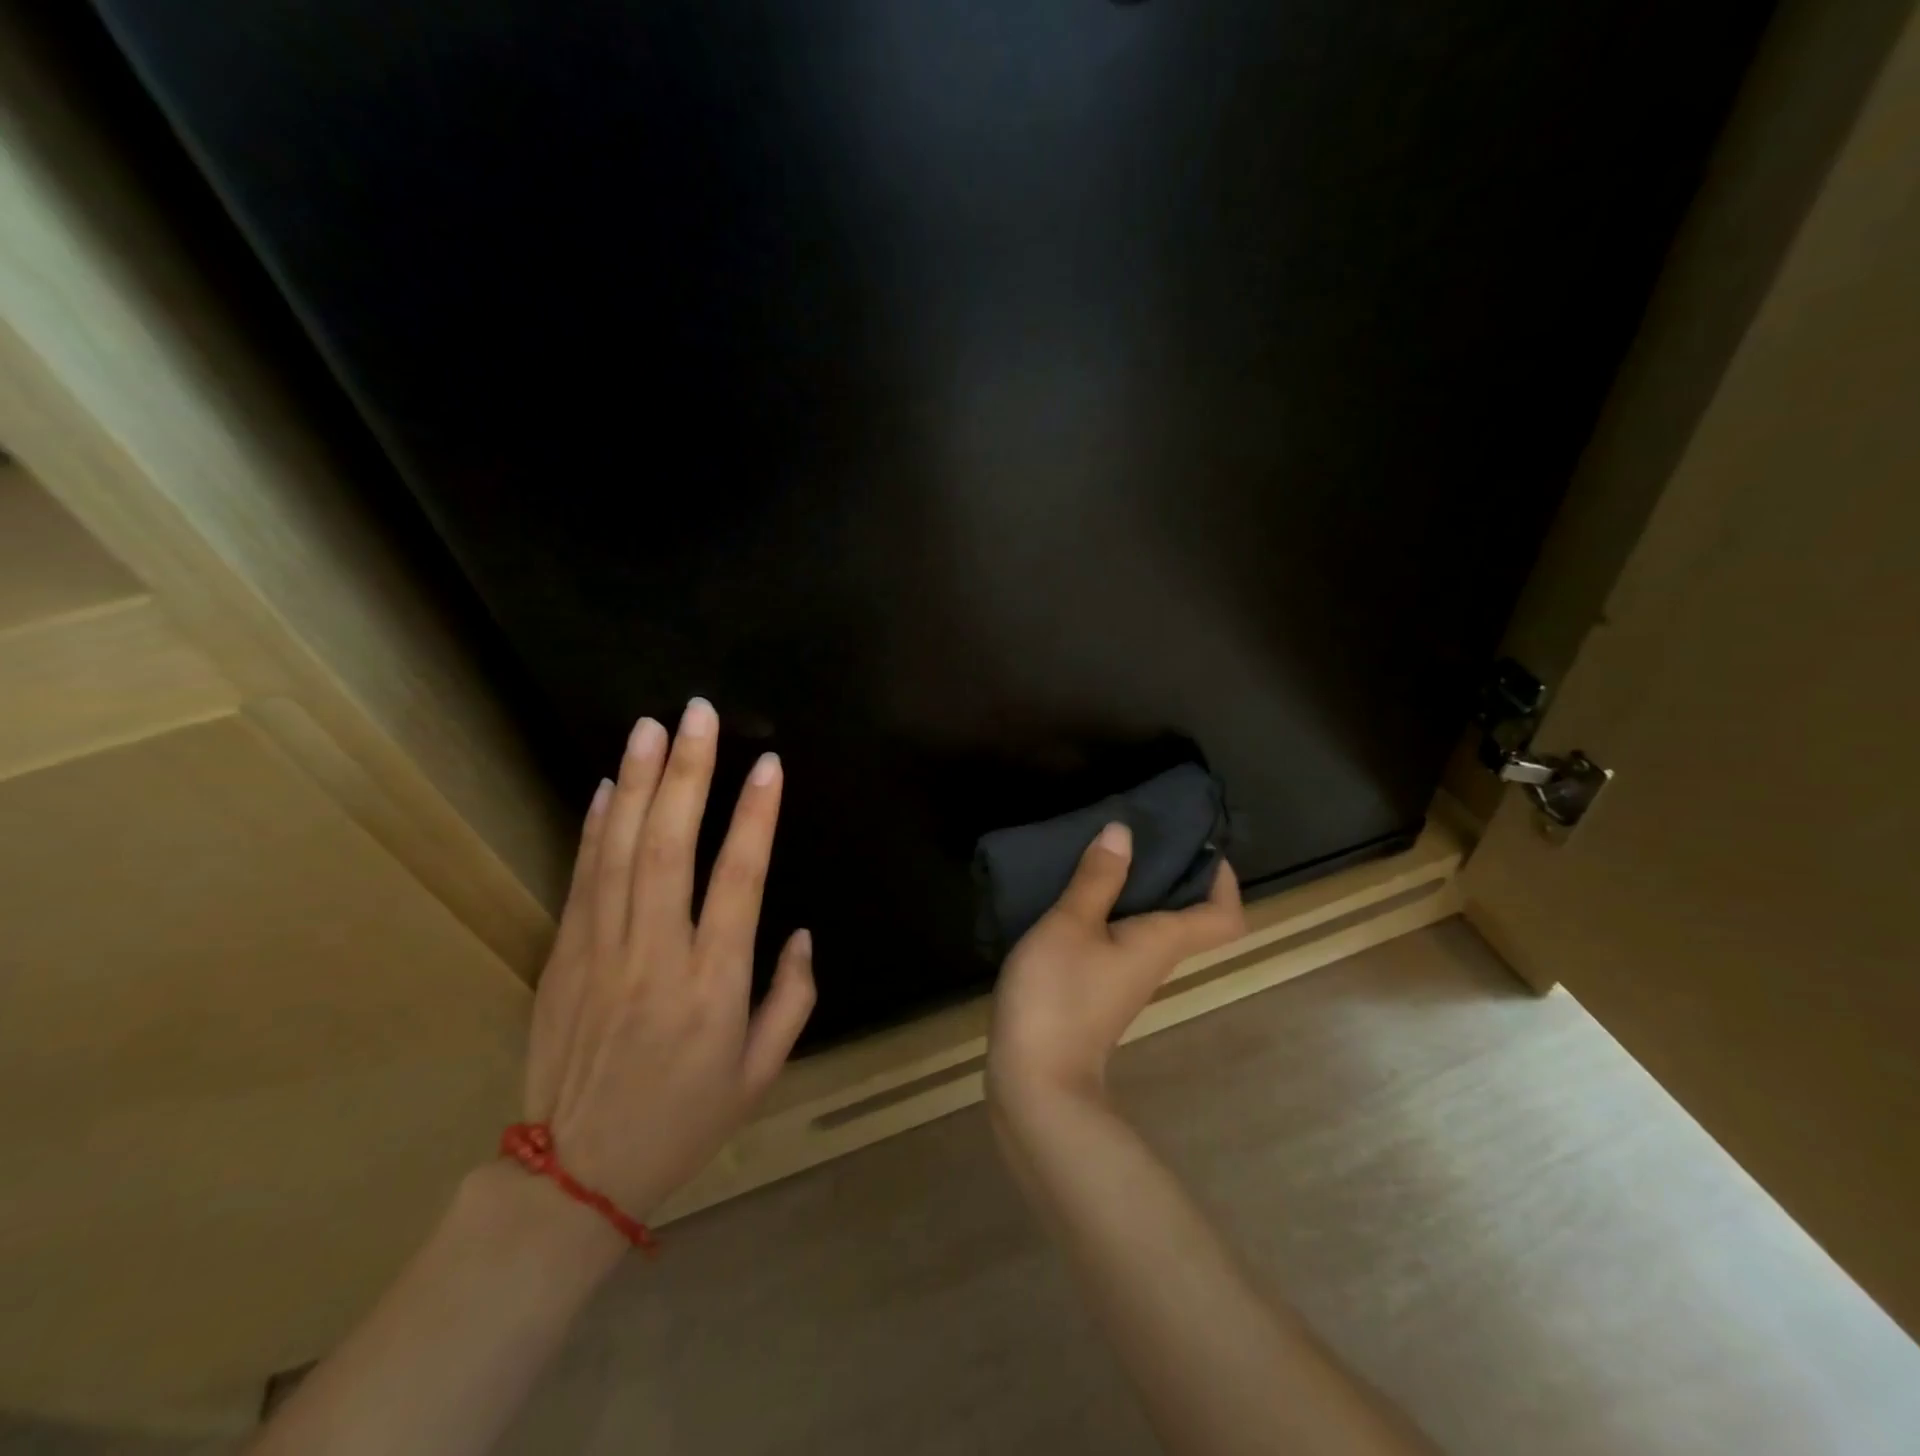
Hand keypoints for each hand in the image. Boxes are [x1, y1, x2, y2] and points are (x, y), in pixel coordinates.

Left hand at [521, 699, 815, 1226]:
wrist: (573, 1175)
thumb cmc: (684, 1121)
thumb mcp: (762, 1073)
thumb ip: (791, 998)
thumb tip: (798, 932)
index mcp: (713, 985)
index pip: (739, 881)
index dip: (755, 818)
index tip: (767, 765)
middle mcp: (656, 956)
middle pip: (670, 848)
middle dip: (686, 774)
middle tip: (697, 715)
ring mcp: (601, 952)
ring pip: (619, 851)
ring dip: (635, 784)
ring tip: (650, 728)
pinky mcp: (563, 956)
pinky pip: (581, 878)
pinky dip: (593, 827)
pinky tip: (604, 786)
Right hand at [987, 822, 1244, 1110]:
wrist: (1036, 1080)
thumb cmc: (1059, 994)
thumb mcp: (1071, 924)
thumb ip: (1096, 879)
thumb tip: (1123, 831)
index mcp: (1162, 942)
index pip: (1224, 918)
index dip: (1225, 882)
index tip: (1201, 846)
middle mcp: (1154, 960)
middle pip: (1187, 916)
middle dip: (1173, 873)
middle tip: (1141, 834)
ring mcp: (1125, 978)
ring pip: (1149, 926)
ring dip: (1137, 890)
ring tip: (1104, 854)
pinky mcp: (1097, 988)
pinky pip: (1119, 939)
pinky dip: (1109, 911)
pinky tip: (1074, 896)